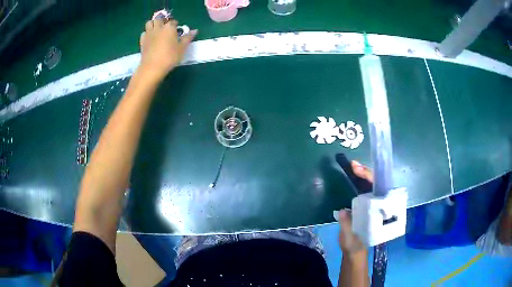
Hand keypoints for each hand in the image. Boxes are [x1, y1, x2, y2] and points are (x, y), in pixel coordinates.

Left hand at [138, 19, 196, 81]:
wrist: (152, 67)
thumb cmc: (169, 57)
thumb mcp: (182, 48)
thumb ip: (187, 38)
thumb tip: (195, 30)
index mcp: (169, 27)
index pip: (173, 21)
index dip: (175, 25)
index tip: (177, 31)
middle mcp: (159, 28)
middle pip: (159, 19)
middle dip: (163, 21)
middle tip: (165, 28)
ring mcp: (149, 34)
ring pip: (149, 23)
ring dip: (153, 24)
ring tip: (157, 31)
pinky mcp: (142, 41)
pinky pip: (144, 33)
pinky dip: (147, 33)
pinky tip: (150, 39)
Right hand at [336, 160, 372, 257]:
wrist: (353, 250)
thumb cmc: (354, 245)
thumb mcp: (350, 238)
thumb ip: (347, 226)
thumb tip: (344, 211)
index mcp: (378, 212)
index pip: (378, 191)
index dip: (370, 179)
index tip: (359, 171)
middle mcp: (377, 205)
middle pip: (375, 185)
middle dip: (366, 173)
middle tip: (353, 165)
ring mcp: (371, 204)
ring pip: (370, 186)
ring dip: (362, 175)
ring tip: (352, 166)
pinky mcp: (364, 205)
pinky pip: (363, 190)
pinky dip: (357, 181)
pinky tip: (350, 176)